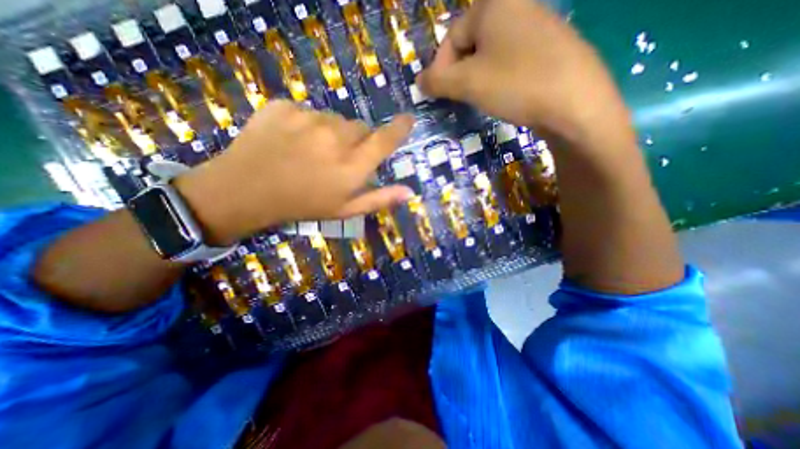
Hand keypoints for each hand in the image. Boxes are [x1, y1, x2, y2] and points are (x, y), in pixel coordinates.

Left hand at [174, 101, 412, 244]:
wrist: (245, 191)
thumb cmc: (303, 205)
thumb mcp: (345, 210)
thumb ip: (380, 198)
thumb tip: (410, 191)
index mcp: (352, 166)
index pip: (385, 139)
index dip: (400, 128)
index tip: (408, 120)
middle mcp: (336, 138)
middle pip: (360, 127)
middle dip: (357, 140)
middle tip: (339, 157)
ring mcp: (308, 119)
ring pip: (334, 118)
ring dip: (332, 132)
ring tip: (312, 151)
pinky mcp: (285, 106)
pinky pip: (308, 111)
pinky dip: (307, 123)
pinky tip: (292, 140)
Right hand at [420, 0, 631, 145]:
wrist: (575, 103)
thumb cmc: (515, 85)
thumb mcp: (468, 84)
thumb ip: (438, 81)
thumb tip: (419, 81)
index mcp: (494, 4)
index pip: (452, 36)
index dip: (441, 67)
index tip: (439, 93)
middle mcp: (517, 5)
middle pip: (471, 43)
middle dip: (460, 73)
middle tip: (461, 97)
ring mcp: (537, 25)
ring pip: (491, 54)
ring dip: (478, 78)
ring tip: (482, 98)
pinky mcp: (549, 47)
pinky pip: (510, 60)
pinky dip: (499, 78)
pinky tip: (504, 94)